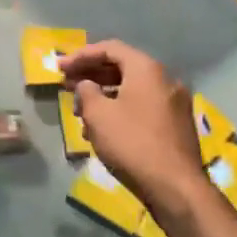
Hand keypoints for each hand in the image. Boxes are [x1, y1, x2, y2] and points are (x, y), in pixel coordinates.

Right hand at [60, 40, 203, 214]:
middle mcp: (165, 79)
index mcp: (147, 69)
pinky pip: (143, 108)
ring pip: (132, 90)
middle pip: (122, 68)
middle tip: (66, 85)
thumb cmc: (132, 143)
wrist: (176, 188)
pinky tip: (103, 131)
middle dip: (91, 75)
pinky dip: (121, 110)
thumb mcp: (98, 115)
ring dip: (104, 96)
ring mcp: (174, 103)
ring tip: (80, 111)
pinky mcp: (176, 126)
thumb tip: (86, 85)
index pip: (110, 48)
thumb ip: (86, 92)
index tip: (60, 66)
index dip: (81, 55)